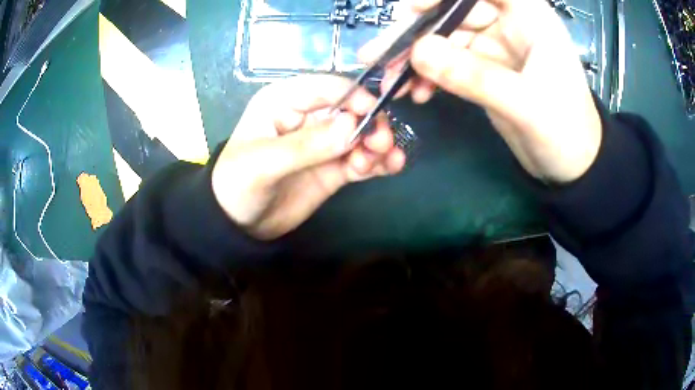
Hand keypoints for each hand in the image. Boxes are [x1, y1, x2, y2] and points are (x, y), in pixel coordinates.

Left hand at [211, 75, 405, 239]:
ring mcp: (323, 143)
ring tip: (385, 161)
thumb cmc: (237, 185)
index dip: (355, 96)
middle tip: (381, 144)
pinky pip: (360, 159)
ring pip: (360, 135)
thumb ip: (307, 145)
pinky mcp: (332, 167)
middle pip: (351, 110)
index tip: (375, 115)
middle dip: (371, 124)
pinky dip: (378, 162)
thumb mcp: (264, 162)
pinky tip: (391, 167)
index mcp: (284, 101)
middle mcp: (307, 116)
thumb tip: (353, 127)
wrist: (237, 224)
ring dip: (378, 144)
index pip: (327, 87)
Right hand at [360, 0, 601, 182]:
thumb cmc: (566, 131)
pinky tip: (416, 92)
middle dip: (417, 32)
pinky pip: (449, 63)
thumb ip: (475, 76)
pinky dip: (430, 76)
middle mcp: (509, 23)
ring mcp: (495, 46)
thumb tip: (418, 52)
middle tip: (380, 54)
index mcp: (529, 16)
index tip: (409, 8)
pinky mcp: (485, 69)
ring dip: (417, 58)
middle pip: (454, 12)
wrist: (572, 166)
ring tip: (390, 81)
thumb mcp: (525, 104)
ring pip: (446, 39)